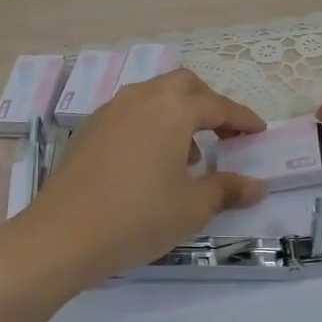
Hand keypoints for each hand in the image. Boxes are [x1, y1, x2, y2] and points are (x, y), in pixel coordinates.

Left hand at [22, 68, 267, 286]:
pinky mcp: (89, 128)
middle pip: (184, 85)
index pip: (218, 105)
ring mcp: (110, 110)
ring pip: (154, 95)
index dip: (243, 119)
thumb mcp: (191, 208)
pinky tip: (150, 161)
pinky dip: (151, 123)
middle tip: (225, 133)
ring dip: (178, 113)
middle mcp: (141, 98)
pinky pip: (131, 112)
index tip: (259, 132)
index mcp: (172, 110)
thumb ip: (227, 190)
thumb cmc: (137, 218)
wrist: (62, 236)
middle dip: (209, 104)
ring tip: (188, 154)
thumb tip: (256, 186)